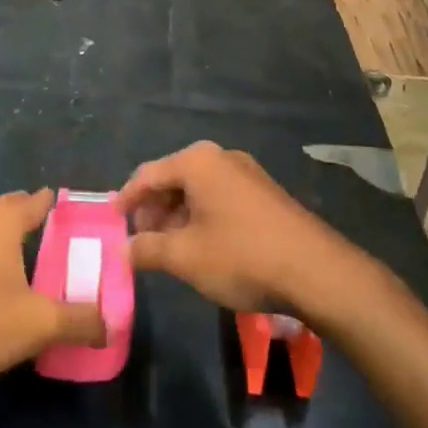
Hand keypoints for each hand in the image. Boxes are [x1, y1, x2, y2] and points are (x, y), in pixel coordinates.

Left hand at [0, 189, 104, 384]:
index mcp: (2, 221)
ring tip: (29, 269)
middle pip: (9, 212)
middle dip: (31, 221)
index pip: (37, 200)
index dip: (59, 206)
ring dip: (6, 247)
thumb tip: (112, 323)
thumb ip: (80, 321)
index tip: (80, 217)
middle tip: (58, 241)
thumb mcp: (39, 324)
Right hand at [116, 142, 352, 313]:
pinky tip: (201, 246)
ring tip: (168, 250)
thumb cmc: (241, 256)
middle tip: (141, 242)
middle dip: (153, 210)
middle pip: (173, 178)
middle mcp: (221, 157)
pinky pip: (220, 197)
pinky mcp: (264, 192)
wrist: (315, 270)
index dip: (127, 199)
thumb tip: (124, 250)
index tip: (112, 222)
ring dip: (177, 216)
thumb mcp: (186, 256)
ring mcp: (247, 173)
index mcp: (198, 162)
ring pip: (197, 190)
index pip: (148, 174)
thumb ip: (148, 249)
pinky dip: (202, 217)